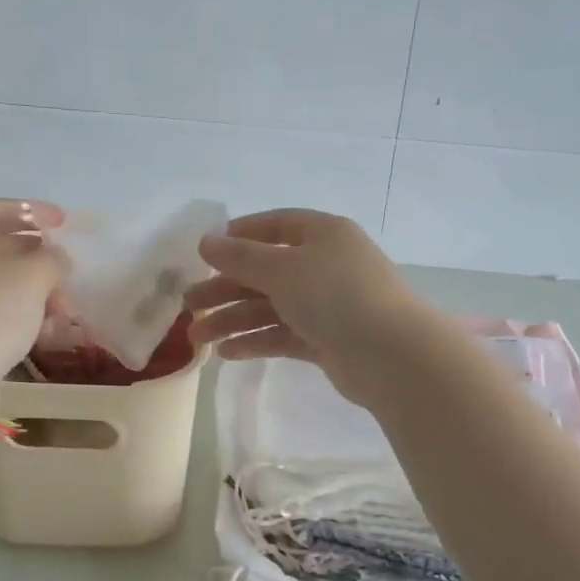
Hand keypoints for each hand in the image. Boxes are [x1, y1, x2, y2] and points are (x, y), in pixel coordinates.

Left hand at [0, 199, 66, 389]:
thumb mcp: (31, 276)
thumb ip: (52, 258)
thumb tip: (56, 259)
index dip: (32, 212)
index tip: (65, 223)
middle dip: (35, 260)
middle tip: (66, 271)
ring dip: (31, 293)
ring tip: (63, 310)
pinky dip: (14, 316)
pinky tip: (45, 332)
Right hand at [184, 209, 435, 404]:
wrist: (391, 355)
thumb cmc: (335, 296)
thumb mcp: (282, 269)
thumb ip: (240, 257)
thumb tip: (206, 241)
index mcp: (323, 234)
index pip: (276, 225)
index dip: (239, 236)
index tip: (205, 253)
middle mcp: (326, 265)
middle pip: (267, 271)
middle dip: (226, 288)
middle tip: (188, 305)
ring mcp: (329, 304)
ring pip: (272, 306)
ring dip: (234, 319)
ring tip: (197, 337)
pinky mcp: (328, 340)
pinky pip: (284, 334)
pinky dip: (257, 341)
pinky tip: (227, 353)